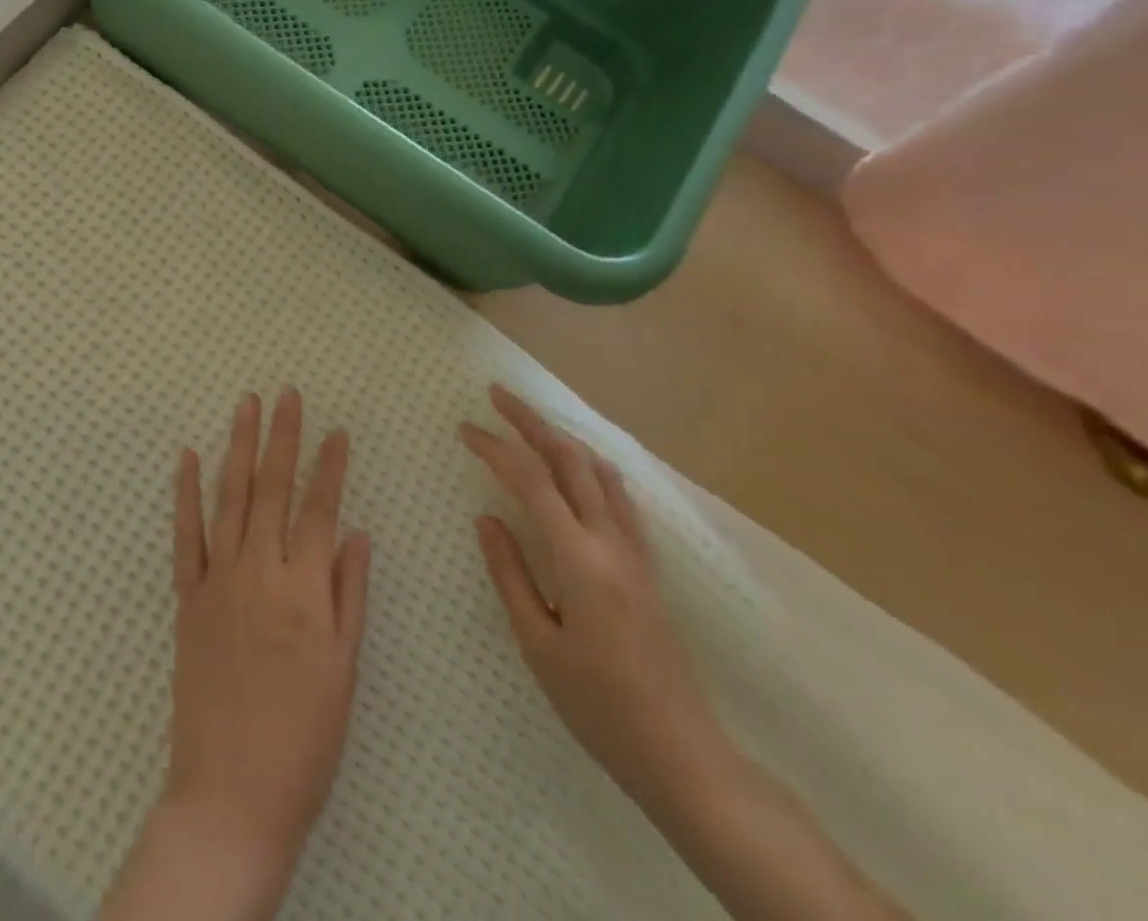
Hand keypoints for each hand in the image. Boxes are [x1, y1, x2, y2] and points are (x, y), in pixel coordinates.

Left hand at [165, 389, 371, 881]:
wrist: (231, 795)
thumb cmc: (304, 738)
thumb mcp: (344, 671)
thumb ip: (349, 594)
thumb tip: (356, 532)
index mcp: (305, 589)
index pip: (321, 509)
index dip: (330, 466)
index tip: (337, 429)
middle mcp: (260, 571)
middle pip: (274, 488)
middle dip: (282, 435)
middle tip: (286, 393)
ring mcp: (219, 580)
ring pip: (231, 497)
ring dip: (238, 446)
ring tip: (245, 404)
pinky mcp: (188, 597)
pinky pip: (186, 534)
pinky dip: (185, 492)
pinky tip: (187, 456)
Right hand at [461, 385, 727, 810]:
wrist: (682, 754)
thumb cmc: (599, 706)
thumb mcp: (538, 644)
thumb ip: (510, 573)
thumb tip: (486, 517)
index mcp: (579, 558)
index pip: (530, 481)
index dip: (495, 447)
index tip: (465, 428)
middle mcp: (610, 541)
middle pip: (569, 459)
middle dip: (531, 420)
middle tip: (497, 394)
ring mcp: (634, 551)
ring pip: (598, 471)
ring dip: (562, 437)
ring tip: (531, 421)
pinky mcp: (646, 566)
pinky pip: (617, 496)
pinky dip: (590, 466)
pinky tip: (579, 469)